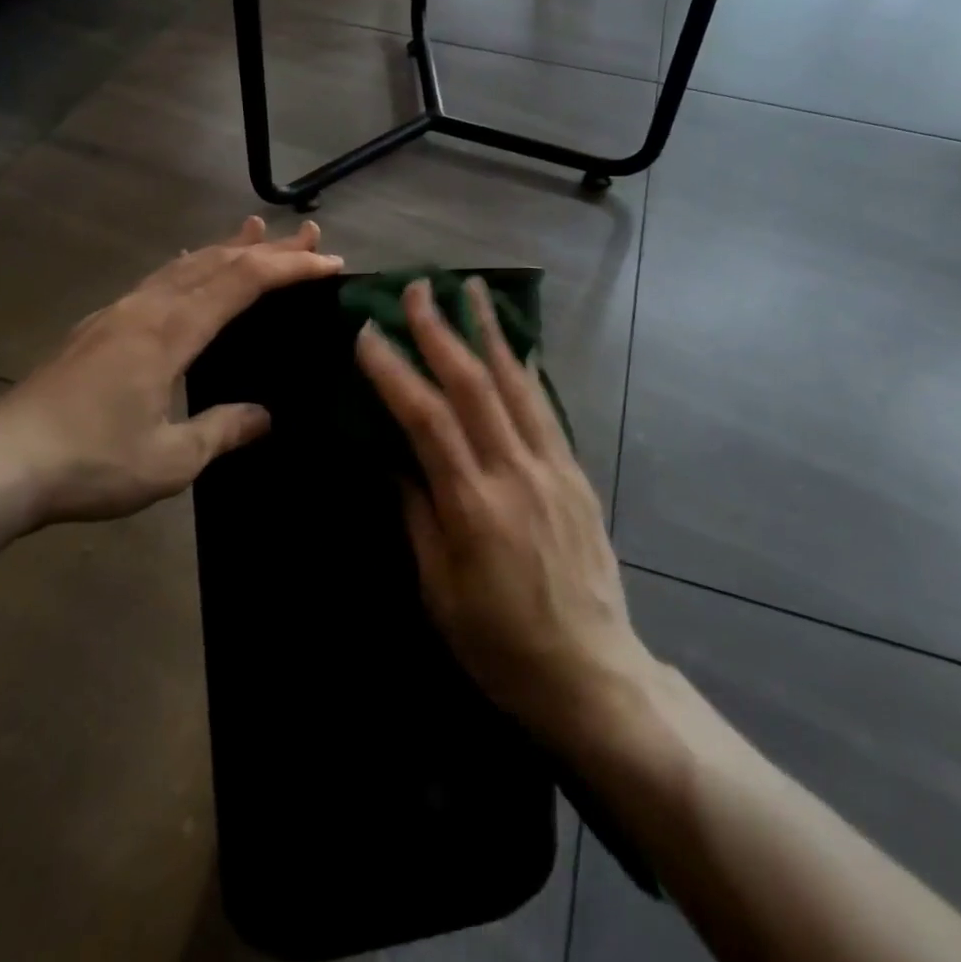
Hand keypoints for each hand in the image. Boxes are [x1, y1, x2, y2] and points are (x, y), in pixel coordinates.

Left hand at [0, 217, 342, 524]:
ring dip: (226, 247)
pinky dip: (189, 266)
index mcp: (170, 331)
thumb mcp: (170, 458)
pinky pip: (157, 280)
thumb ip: (223, 430)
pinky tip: (187, 267)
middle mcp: (146, 308)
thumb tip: (265, 415)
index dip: (288, 267)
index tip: (327, 262)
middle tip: (308, 234)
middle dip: (267, 247)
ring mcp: (116, 313)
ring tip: (255, 229)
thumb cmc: (90, 462)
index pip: (242, 282)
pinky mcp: (97, 328)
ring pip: (183, 265)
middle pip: (216, 261)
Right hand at [355, 277, 653, 739]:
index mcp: (473, 505)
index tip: (368, 333)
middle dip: (440, 330)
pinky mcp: (575, 474)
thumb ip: (417, 515)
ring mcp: (552, 468)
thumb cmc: (500, 645)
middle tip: (418, 288)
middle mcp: (515, 472)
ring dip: (489, 332)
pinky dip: (527, 370)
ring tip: (472, 290)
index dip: (393, 371)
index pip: (425, 418)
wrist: (592, 673)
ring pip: (516, 383)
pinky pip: (546, 408)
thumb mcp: (439, 591)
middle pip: (473, 385)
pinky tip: (517, 345)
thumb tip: (394, 460)